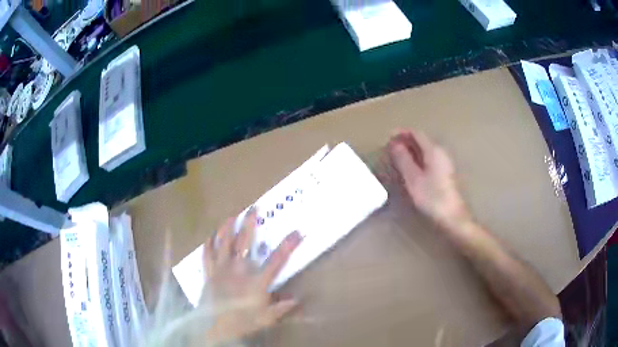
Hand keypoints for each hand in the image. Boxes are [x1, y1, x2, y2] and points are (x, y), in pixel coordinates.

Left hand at [201, 209, 301, 343]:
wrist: (214, 327)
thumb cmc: (242, 322)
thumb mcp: (266, 318)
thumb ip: (281, 307)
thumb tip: (297, 299)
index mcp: (256, 281)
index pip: (276, 261)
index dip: (288, 245)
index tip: (297, 232)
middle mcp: (238, 270)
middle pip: (245, 242)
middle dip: (250, 223)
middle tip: (253, 208)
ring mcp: (221, 269)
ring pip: (223, 242)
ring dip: (227, 227)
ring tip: (231, 215)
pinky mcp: (209, 273)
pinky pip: (207, 254)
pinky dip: (208, 243)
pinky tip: (210, 235)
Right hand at [387, 130, 469, 228]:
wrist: (453, 218)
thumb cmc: (432, 198)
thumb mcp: (413, 179)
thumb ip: (403, 159)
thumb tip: (395, 144)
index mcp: (434, 151)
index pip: (416, 134)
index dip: (401, 133)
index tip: (388, 138)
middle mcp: (441, 153)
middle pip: (422, 141)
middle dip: (405, 142)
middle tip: (390, 149)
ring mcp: (445, 164)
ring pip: (425, 151)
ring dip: (411, 152)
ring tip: (397, 159)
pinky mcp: (445, 174)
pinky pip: (429, 160)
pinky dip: (417, 160)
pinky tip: (411, 170)